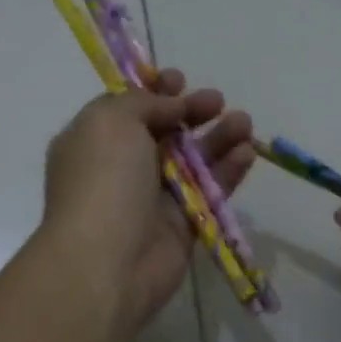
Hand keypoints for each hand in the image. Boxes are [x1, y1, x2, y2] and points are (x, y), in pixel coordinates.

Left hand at [40, 70, 254, 335]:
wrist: (106, 262)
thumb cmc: (102, 182)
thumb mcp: (111, 121)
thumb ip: (143, 102)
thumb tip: (171, 106)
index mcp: (93, 141)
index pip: (126, 109)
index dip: (153, 91)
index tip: (179, 79)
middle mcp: (120, 168)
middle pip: (163, 132)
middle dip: (191, 112)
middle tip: (217, 100)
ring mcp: (151, 199)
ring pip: (192, 161)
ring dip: (218, 139)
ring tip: (245, 123)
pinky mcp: (181, 226)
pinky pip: (209, 192)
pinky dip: (228, 172)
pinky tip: (247, 152)